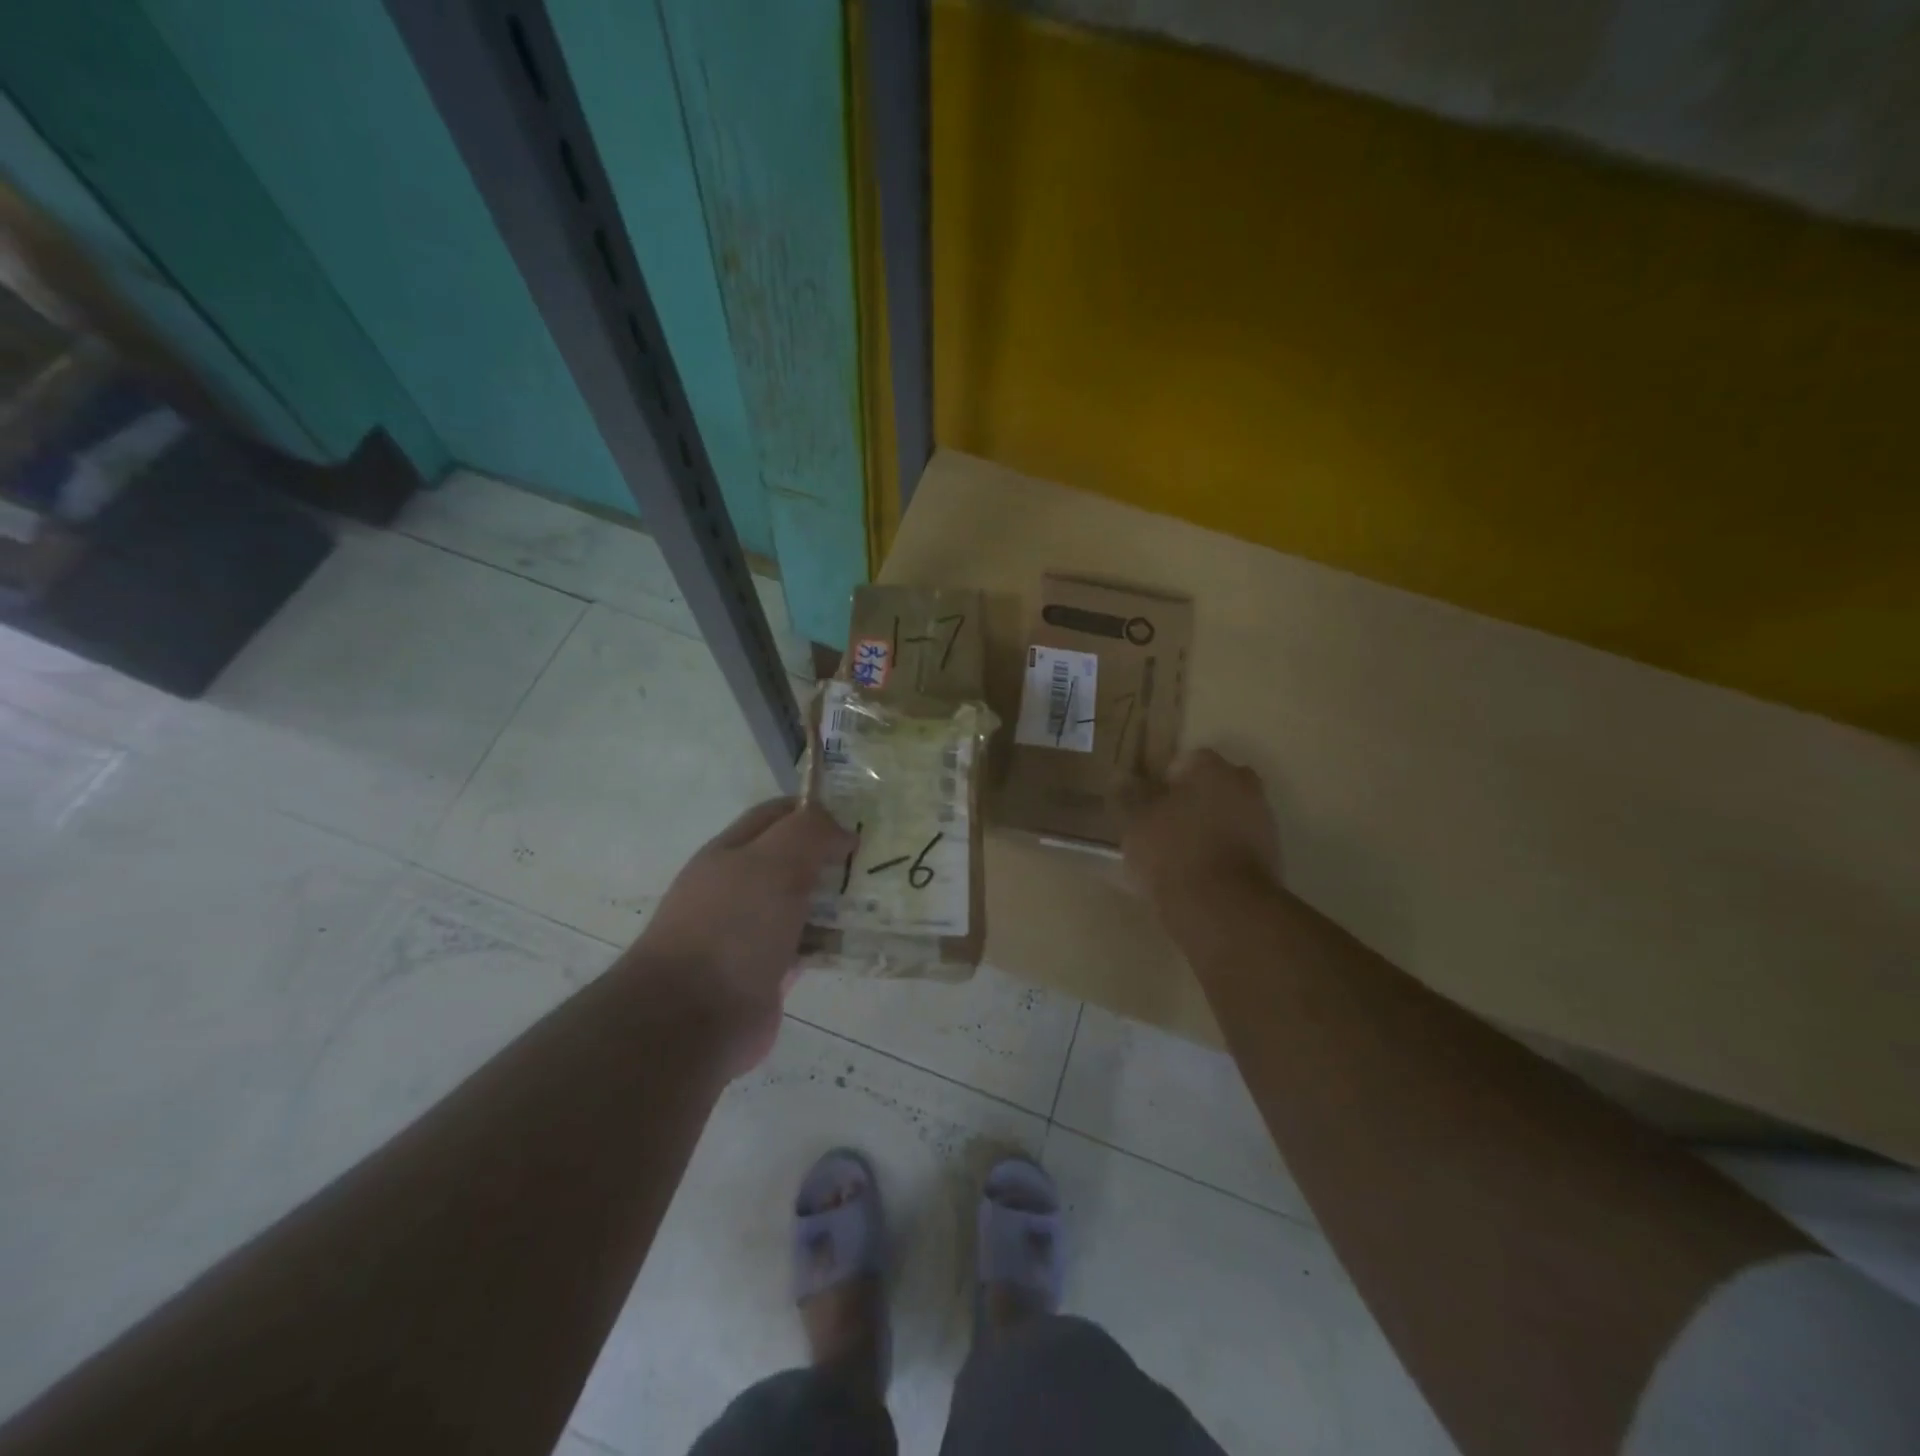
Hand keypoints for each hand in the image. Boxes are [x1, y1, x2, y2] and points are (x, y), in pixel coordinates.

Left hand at [633, 798, 855, 1074]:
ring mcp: (752, 932)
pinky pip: (809, 946)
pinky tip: (865, 939)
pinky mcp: (768, 972)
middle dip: (833, 855)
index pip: (777, 815)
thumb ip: (810, 833)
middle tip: (880, 857)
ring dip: (838, 899)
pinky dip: (834, 941)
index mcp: (731, 852)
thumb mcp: (774, 862)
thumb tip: (843, 831)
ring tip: (883, 896)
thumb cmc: (731, 927)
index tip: (860, 816)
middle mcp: (739, 888)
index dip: (816, 809)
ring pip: (804, 904)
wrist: (690, 1019)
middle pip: (794, 860)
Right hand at [1117, 749, 1279, 908]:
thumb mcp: (1135, 821)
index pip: (1185, 761)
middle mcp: (1244, 786)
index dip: (1162, 781)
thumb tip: (1121, 777)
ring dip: (1207, 826)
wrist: (1224, 909)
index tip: (1147, 805)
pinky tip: (1198, 874)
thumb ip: (1128, 795)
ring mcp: (1263, 821)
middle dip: (1190, 801)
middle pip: (1211, 786)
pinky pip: (1237, 844)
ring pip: (1227, 814)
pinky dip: (1220, 852)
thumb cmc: (1173, 851)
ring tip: (1177, 855)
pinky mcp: (1271, 856)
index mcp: (1212, 768)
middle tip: (1162, 826)